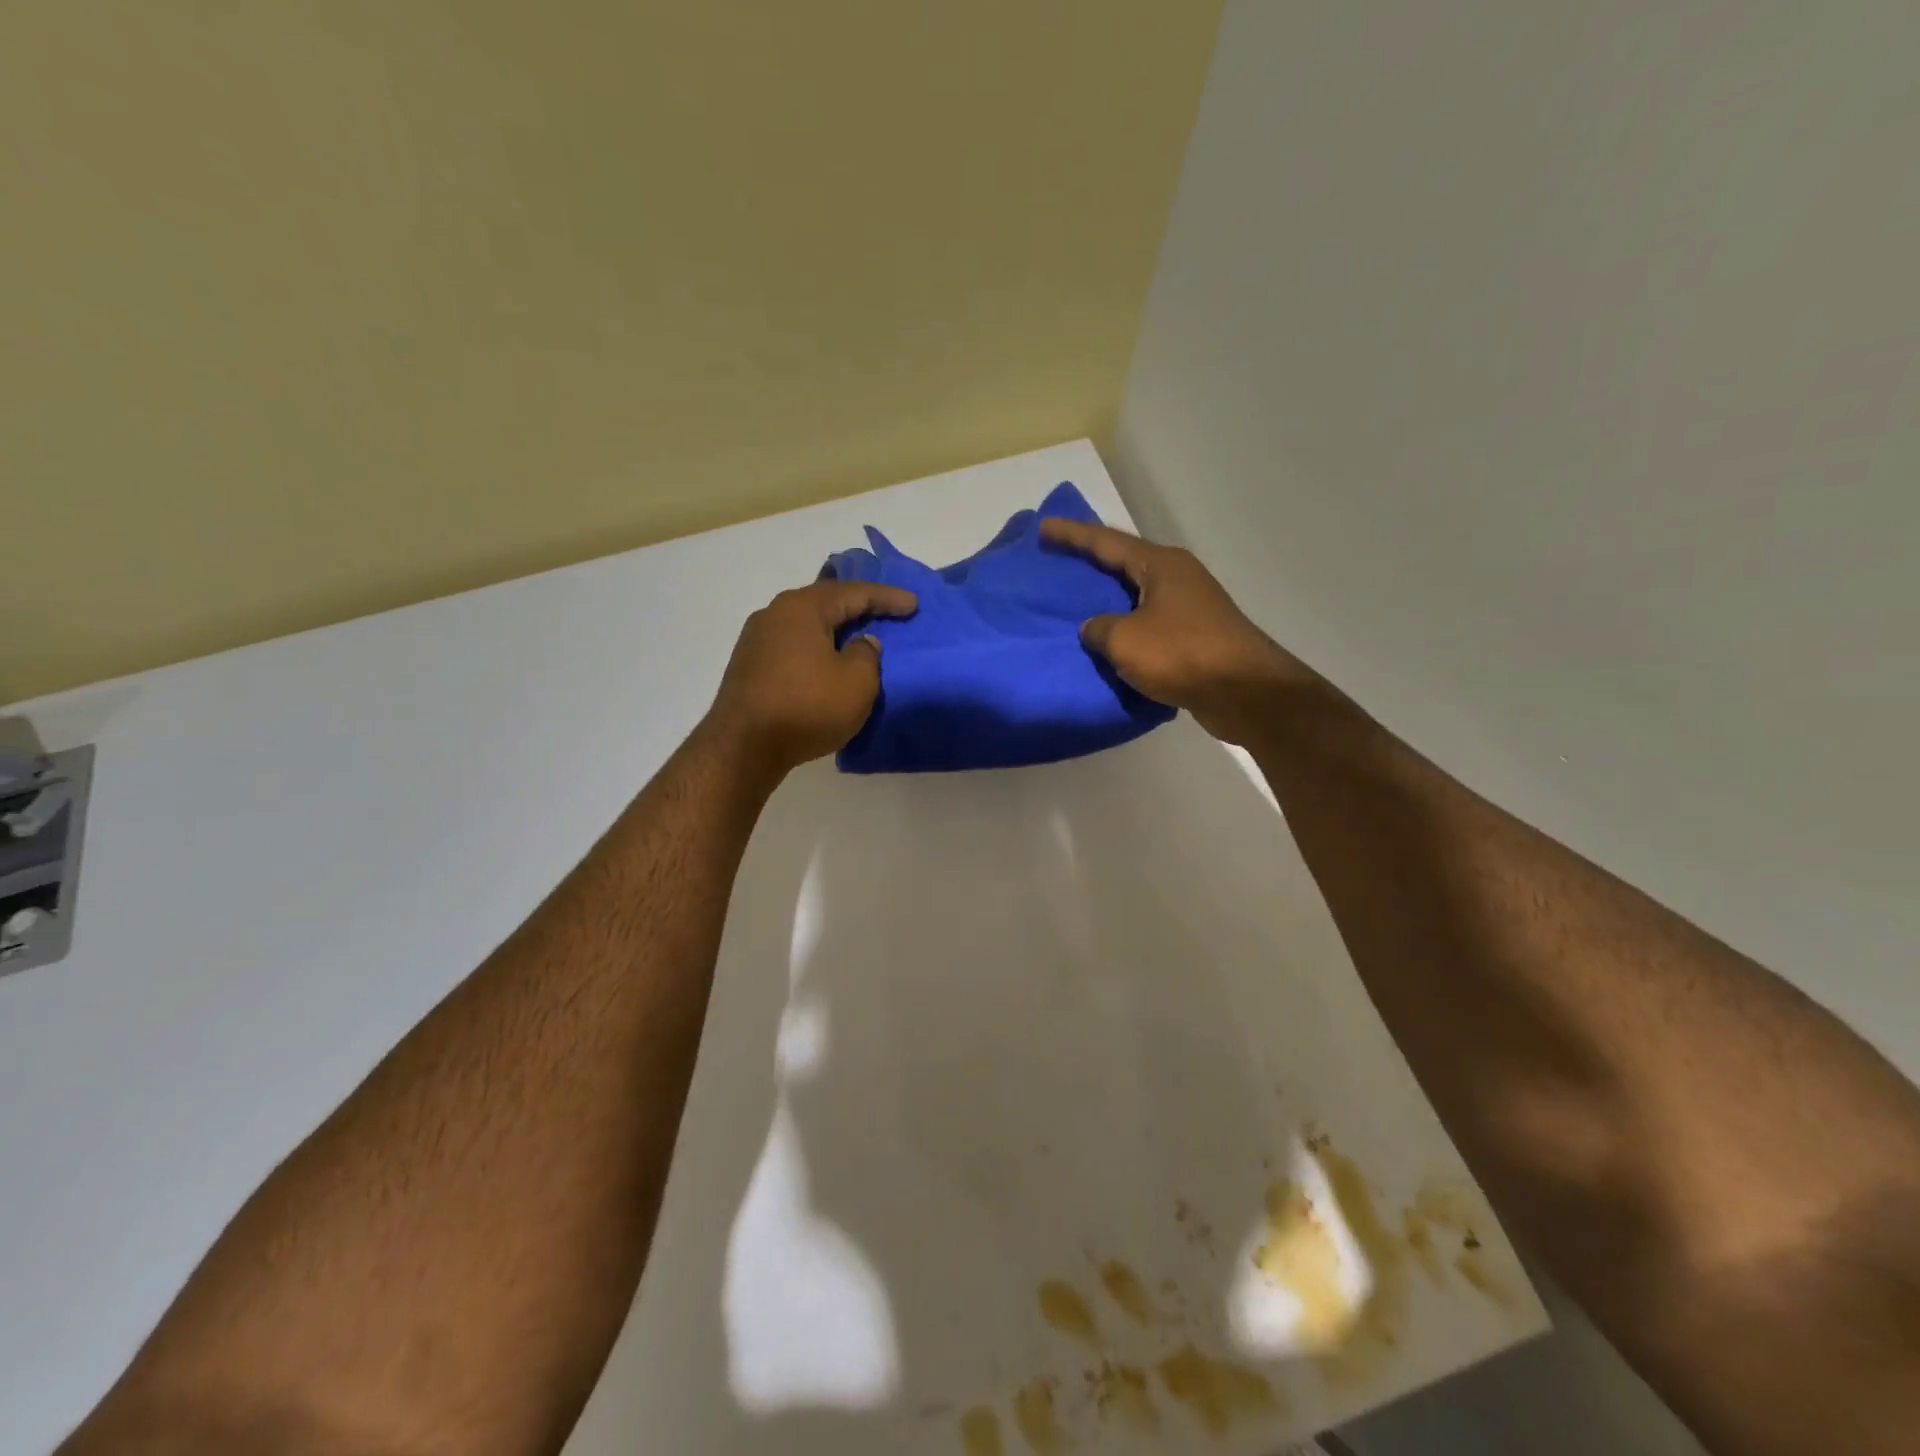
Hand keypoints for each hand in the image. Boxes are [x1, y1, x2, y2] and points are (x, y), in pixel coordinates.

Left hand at [706, 579, 918, 775]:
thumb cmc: (807, 707)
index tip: (913, 605)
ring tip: (858, 636)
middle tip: (885, 612)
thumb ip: (867, 654)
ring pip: (806, 625)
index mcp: (803, 607)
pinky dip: (816, 649)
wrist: (743, 747)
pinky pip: (793, 646)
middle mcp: (775, 614)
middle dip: (857, 607)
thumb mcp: (857, 682)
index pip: (854, 593)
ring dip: (834, 630)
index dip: (887, 598)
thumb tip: (861, 643)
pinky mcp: (748, 666)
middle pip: (825, 603)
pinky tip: (826, 661)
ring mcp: (756, 640)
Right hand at [1040, 519, 1313, 745]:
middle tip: (1058, 561)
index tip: (1044, 528)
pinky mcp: (1195, 636)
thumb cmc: (1182, 654)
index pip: (1107, 542)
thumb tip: (1095, 628)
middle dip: (1091, 563)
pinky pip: (1148, 624)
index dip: (1072, 535)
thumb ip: (1100, 629)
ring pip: (1137, 595)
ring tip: (1077, 602)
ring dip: (1109, 599)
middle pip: (1124, 563)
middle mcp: (1177, 577)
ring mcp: (1189, 606)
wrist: (1245, 692)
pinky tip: (1108, 639)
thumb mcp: (1125, 640)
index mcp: (1160, 565)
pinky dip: (1126, 628)